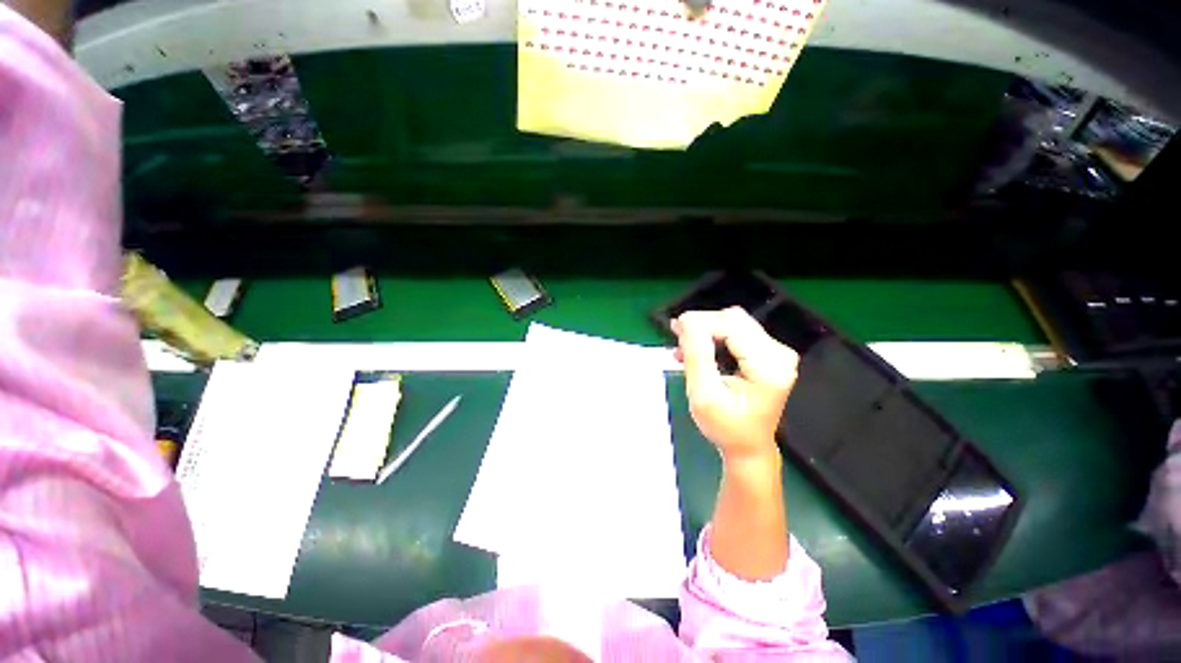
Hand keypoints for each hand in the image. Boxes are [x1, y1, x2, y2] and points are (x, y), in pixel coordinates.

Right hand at [673, 307, 798, 461]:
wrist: (748, 446)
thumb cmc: (726, 427)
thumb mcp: (703, 395)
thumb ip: (697, 356)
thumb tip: (686, 322)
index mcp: (768, 367)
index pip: (732, 326)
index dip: (701, 322)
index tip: (676, 328)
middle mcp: (779, 354)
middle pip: (734, 320)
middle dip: (702, 325)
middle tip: (677, 338)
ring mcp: (776, 352)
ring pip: (733, 323)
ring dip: (706, 331)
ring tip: (683, 347)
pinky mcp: (768, 353)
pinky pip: (737, 333)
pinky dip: (714, 337)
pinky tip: (697, 350)